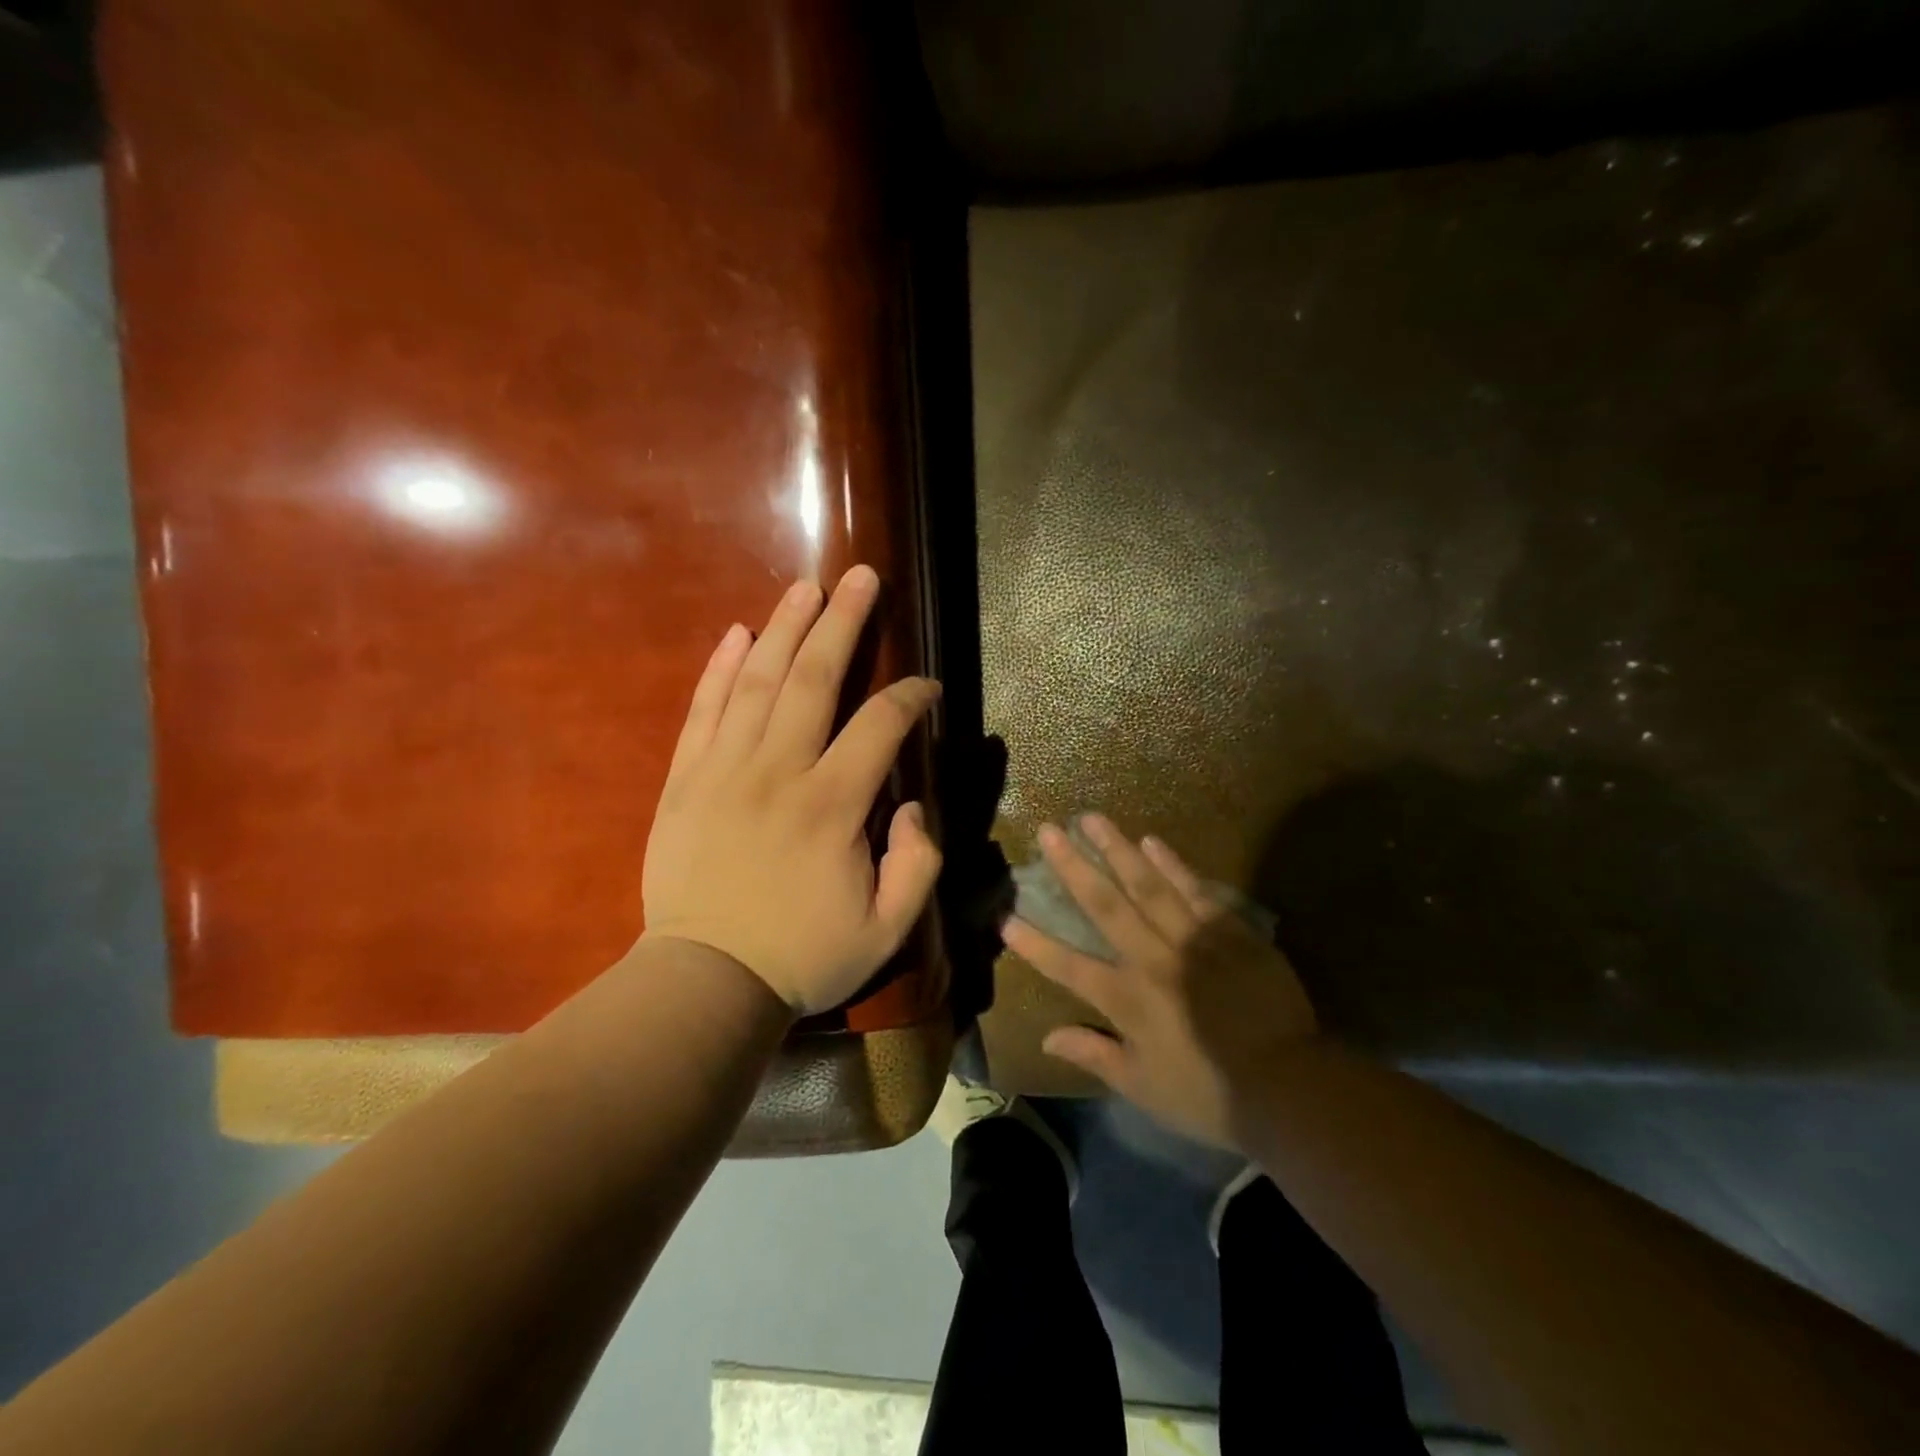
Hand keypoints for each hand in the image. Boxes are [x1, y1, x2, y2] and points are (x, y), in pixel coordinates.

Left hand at [639, 565, 942, 1015]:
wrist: (706, 983)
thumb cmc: (802, 957)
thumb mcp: (887, 930)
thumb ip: (918, 864)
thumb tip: (910, 806)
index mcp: (832, 806)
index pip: (880, 726)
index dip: (910, 697)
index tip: (926, 687)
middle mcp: (778, 772)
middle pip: (814, 679)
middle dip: (844, 623)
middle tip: (862, 577)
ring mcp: (724, 771)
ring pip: (757, 681)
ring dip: (785, 628)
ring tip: (807, 588)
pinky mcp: (685, 781)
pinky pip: (703, 711)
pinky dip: (719, 668)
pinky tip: (737, 633)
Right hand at [1002, 815, 1317, 1148]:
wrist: (1291, 1085)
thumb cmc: (1210, 1094)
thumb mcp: (1144, 1088)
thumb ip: (1095, 1056)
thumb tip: (1047, 1038)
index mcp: (1127, 1000)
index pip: (1067, 967)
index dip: (1034, 944)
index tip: (1005, 918)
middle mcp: (1152, 960)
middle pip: (1104, 906)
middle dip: (1072, 867)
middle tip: (1049, 831)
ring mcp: (1192, 940)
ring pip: (1147, 886)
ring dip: (1117, 850)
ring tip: (1093, 819)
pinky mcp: (1230, 932)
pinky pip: (1195, 891)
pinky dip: (1172, 865)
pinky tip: (1152, 842)